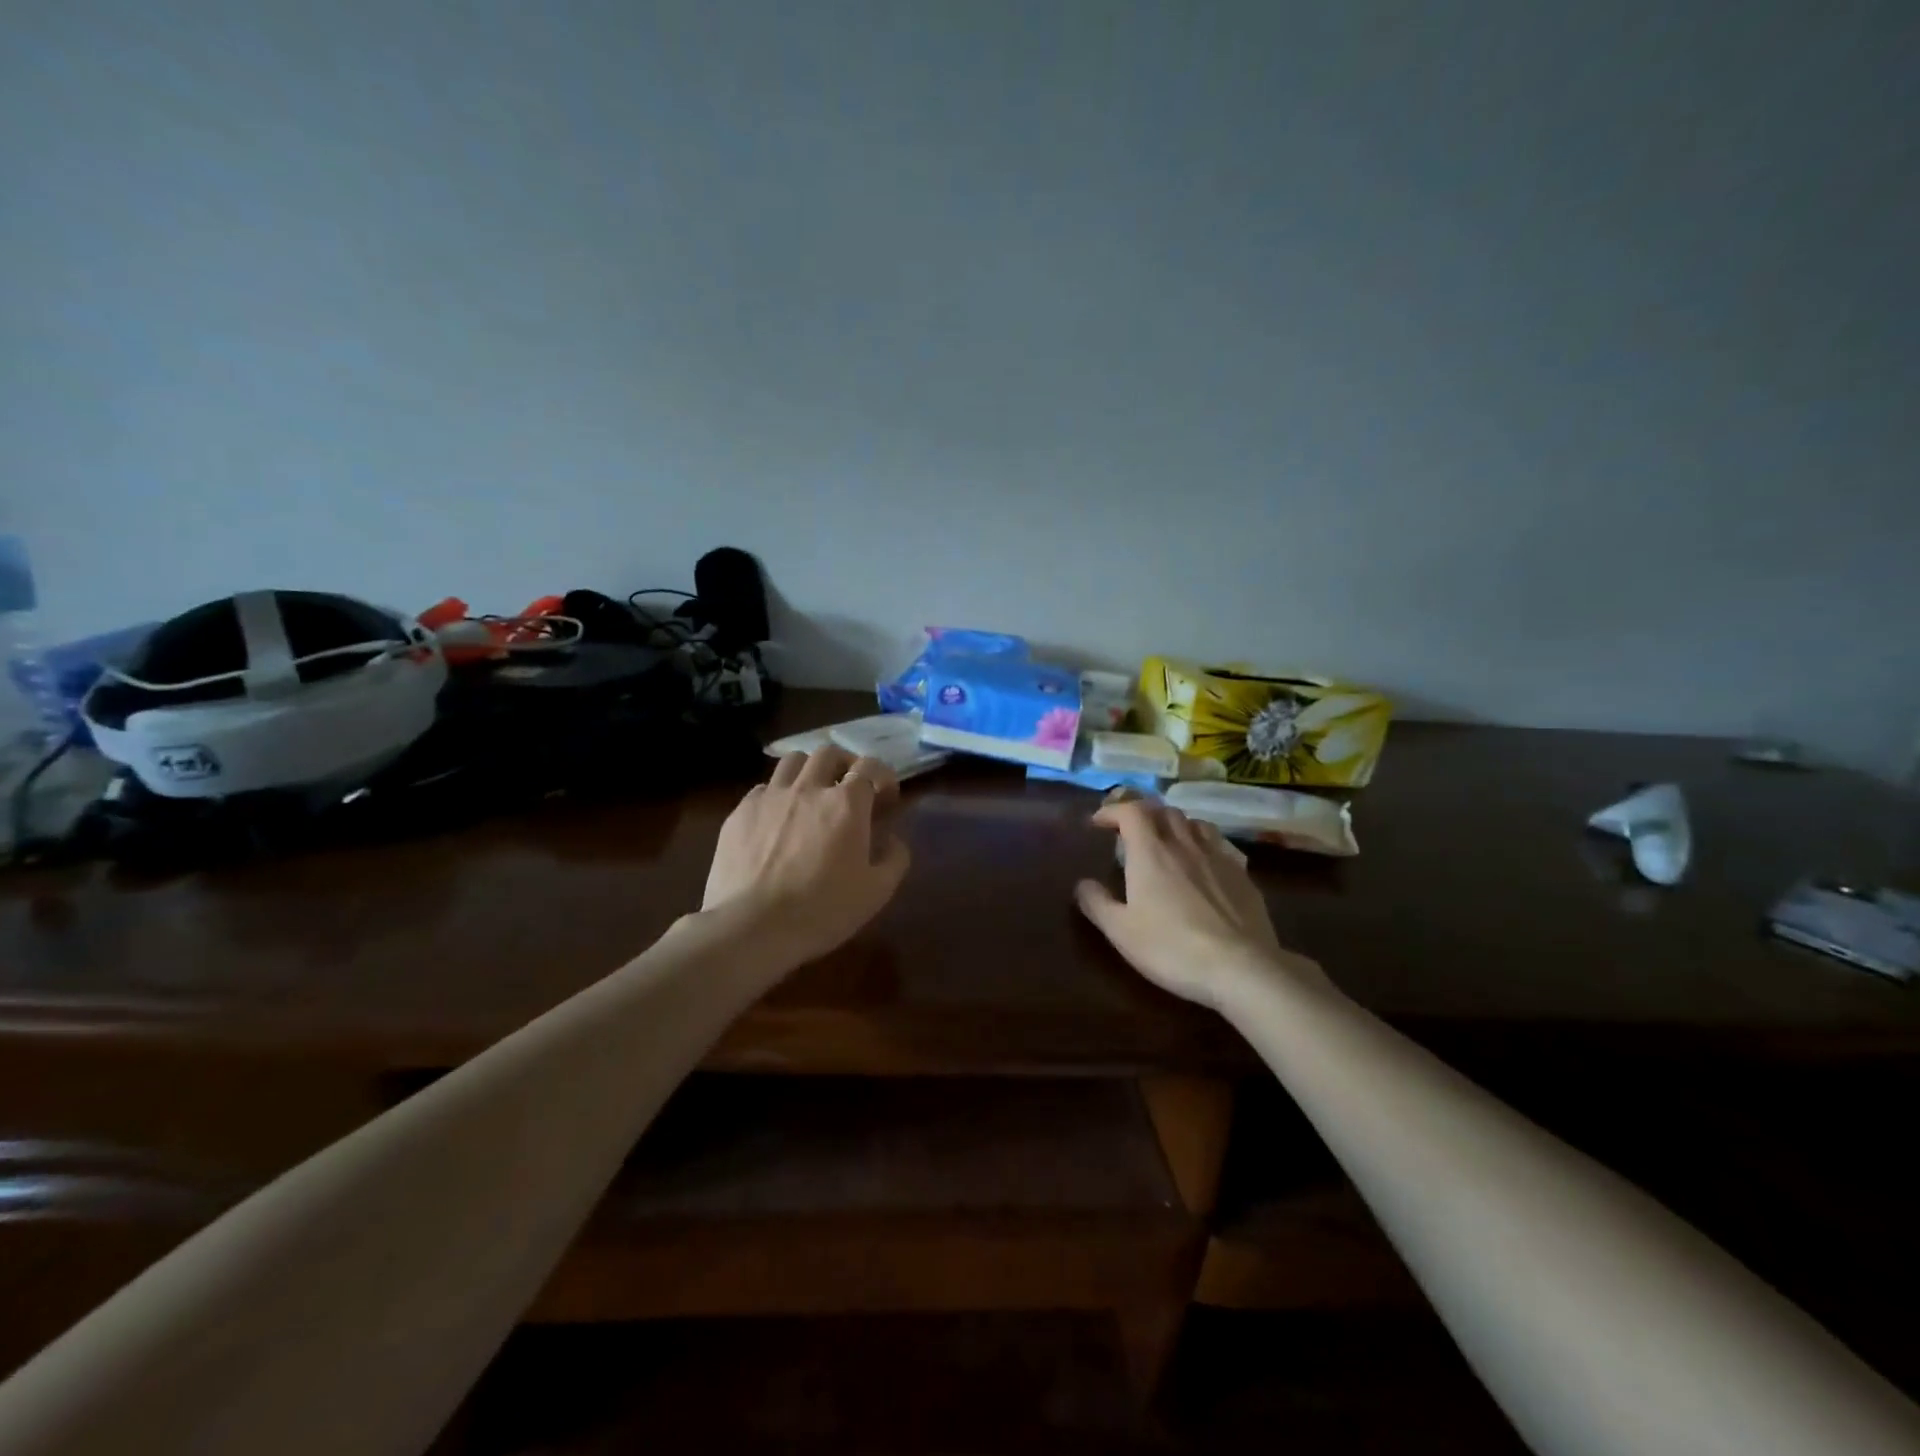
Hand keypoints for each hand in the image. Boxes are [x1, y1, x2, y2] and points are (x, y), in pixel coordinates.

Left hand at [703, 746, 910, 966]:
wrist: (751, 926)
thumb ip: (895, 858)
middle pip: (829, 754)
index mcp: (847, 804)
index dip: (883, 777)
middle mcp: (808, 788)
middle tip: (849, 789)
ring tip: (811, 793)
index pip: (870, 767)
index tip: (886, 798)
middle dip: (845, 765)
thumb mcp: (876, 892)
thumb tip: (893, 840)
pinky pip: (763, 788)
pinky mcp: (740, 812)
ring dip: (809, 770)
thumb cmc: (822, 910)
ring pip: (793, 760)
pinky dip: (777, 795)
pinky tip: (777, 819)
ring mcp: (770, 797)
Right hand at [1075, 800, 1328, 1008]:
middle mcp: (1184, 844)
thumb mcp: (1121, 932)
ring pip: (1195, 823)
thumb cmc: (1172, 948)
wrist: (1242, 968)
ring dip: (1175, 824)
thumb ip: (1097, 903)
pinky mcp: (1243, 875)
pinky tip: (1204, 864)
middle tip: (1130, 831)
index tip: (1098, 823)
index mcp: (1150, 852)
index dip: (1112, 811)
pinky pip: (1220, 845)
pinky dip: (1204, 844)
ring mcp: (1218, 857)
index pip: (1131, 811)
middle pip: (1164, 811)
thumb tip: (1082, 883)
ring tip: (1167, 841)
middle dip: (1143, 814)